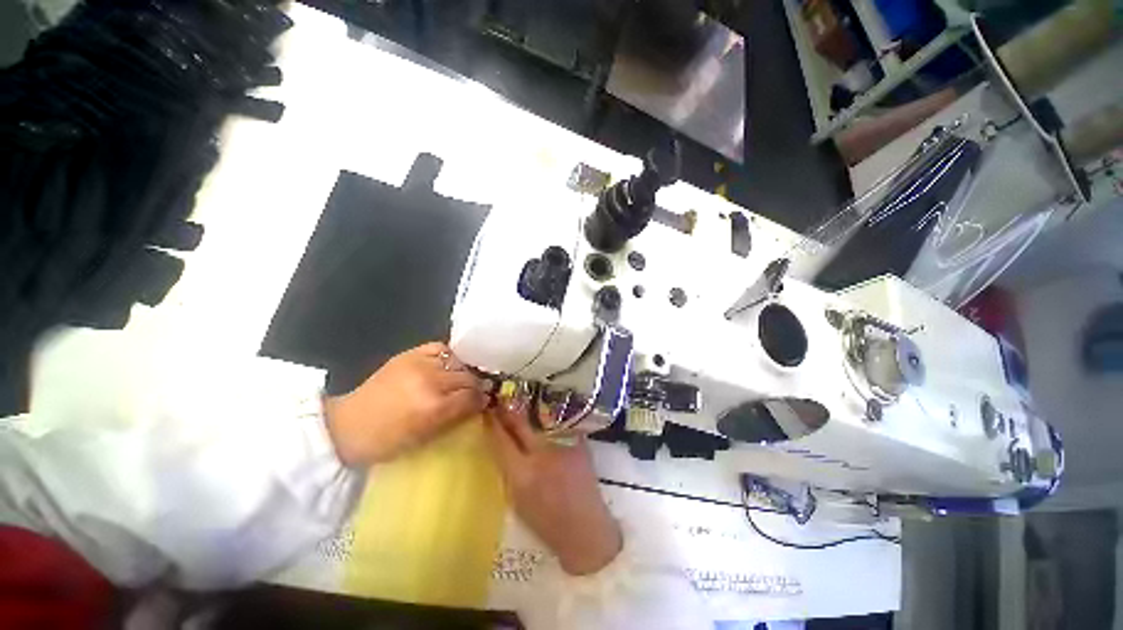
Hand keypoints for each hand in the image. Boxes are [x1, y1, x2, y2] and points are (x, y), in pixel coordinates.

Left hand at [323, 343, 489, 466]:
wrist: (345, 424)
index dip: (482, 401)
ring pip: (458, 362)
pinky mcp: (410, 354)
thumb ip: (454, 419)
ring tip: (460, 380)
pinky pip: (441, 348)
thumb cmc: (384, 441)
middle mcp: (431, 381)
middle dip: (475, 386)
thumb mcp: (423, 439)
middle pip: (469, 378)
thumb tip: (477, 405)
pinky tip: (448, 365)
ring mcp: (420, 364)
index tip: (483, 403)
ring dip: (463, 372)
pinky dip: (449, 357)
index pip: (473, 397)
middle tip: (474, 393)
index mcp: (434, 408)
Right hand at [485, 396, 622, 575]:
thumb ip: (509, 468)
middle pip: (520, 422)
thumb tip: (501, 443)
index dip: (492, 422)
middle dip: (508, 408)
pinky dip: (549, 418)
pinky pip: (559, 423)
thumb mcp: (517, 499)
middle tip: (501, 398)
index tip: (487, 410)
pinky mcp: (579, 441)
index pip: (500, 439)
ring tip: (521, 401)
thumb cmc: (547, 523)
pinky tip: (546, 413)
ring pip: (540, 419)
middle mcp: (542, 454)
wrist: (587, 530)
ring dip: (529, 411)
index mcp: (521, 475)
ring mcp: (562, 445)